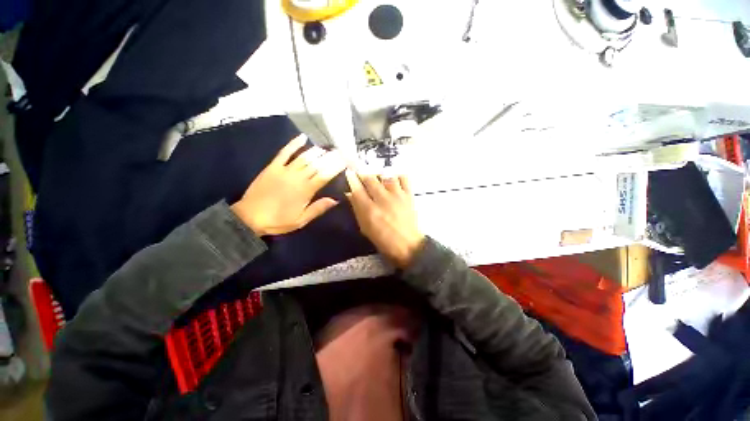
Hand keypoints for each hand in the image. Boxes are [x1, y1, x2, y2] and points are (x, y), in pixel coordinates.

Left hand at [231, 135, 345, 235]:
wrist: (250, 216)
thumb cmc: (279, 220)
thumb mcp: (301, 220)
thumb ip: (318, 208)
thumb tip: (335, 200)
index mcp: (306, 191)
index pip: (324, 176)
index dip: (335, 167)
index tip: (345, 161)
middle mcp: (297, 177)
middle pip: (316, 164)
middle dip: (329, 157)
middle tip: (339, 151)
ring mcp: (284, 170)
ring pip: (304, 157)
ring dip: (316, 151)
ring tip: (326, 148)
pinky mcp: (273, 167)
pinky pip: (284, 153)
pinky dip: (293, 144)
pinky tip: (302, 137)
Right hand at [345, 170, 424, 267]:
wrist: (407, 245)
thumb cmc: (383, 239)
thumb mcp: (365, 228)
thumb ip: (357, 209)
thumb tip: (350, 194)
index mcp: (369, 210)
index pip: (357, 189)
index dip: (351, 179)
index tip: (349, 173)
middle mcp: (382, 199)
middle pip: (370, 179)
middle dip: (364, 175)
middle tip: (363, 176)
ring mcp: (397, 195)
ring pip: (386, 176)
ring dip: (380, 176)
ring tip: (379, 180)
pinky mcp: (408, 195)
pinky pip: (404, 178)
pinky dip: (398, 177)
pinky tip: (394, 182)